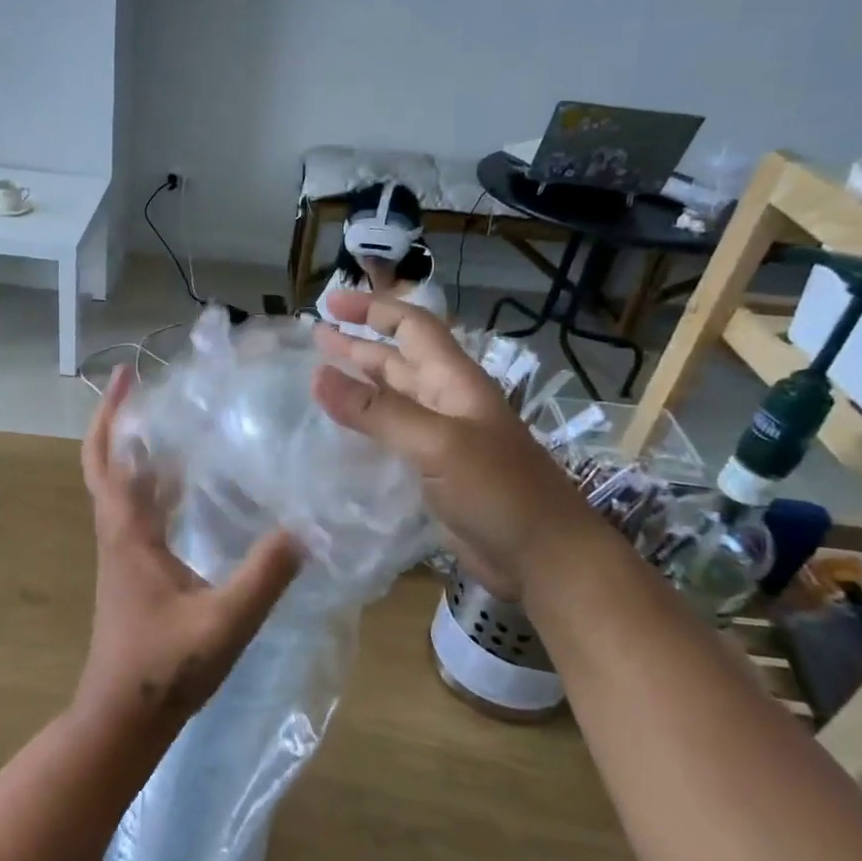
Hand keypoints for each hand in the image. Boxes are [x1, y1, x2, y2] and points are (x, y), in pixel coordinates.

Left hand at [76, 367, 302, 742]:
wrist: (125, 718)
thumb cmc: (165, 667)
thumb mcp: (226, 621)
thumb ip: (266, 575)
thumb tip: (304, 526)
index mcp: (127, 533)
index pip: (108, 459)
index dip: (112, 414)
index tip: (129, 374)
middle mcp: (118, 533)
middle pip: (106, 464)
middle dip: (120, 422)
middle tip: (153, 390)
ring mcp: (123, 553)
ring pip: (122, 488)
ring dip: (140, 453)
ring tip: (182, 424)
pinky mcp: (134, 571)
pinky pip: (140, 513)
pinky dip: (157, 487)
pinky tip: (194, 487)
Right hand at [311, 291, 601, 601]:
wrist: (546, 559)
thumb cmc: (500, 491)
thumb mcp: (437, 444)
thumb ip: (377, 411)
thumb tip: (316, 375)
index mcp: (454, 382)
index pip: (412, 327)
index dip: (373, 309)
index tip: (330, 301)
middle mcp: (446, 403)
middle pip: (397, 361)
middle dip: (357, 344)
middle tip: (314, 335)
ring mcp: (441, 440)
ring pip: (392, 400)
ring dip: (359, 384)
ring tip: (318, 376)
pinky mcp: (434, 474)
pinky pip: (392, 438)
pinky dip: (364, 428)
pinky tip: (339, 435)